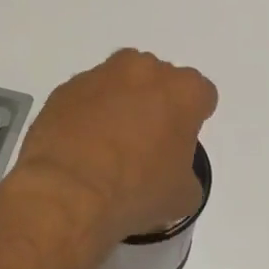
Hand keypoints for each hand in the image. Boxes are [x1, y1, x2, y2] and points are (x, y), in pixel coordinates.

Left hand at [11, 49, 217, 256]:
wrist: (67, 192)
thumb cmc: (136, 190)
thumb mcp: (182, 197)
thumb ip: (186, 174)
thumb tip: (171, 174)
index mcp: (183, 91)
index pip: (201, 95)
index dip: (193, 119)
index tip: (181, 143)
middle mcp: (145, 71)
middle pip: (159, 81)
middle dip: (156, 104)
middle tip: (145, 143)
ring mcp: (101, 74)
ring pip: (120, 82)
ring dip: (120, 103)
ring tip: (108, 144)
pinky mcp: (66, 87)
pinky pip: (86, 96)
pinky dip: (87, 113)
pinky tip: (81, 146)